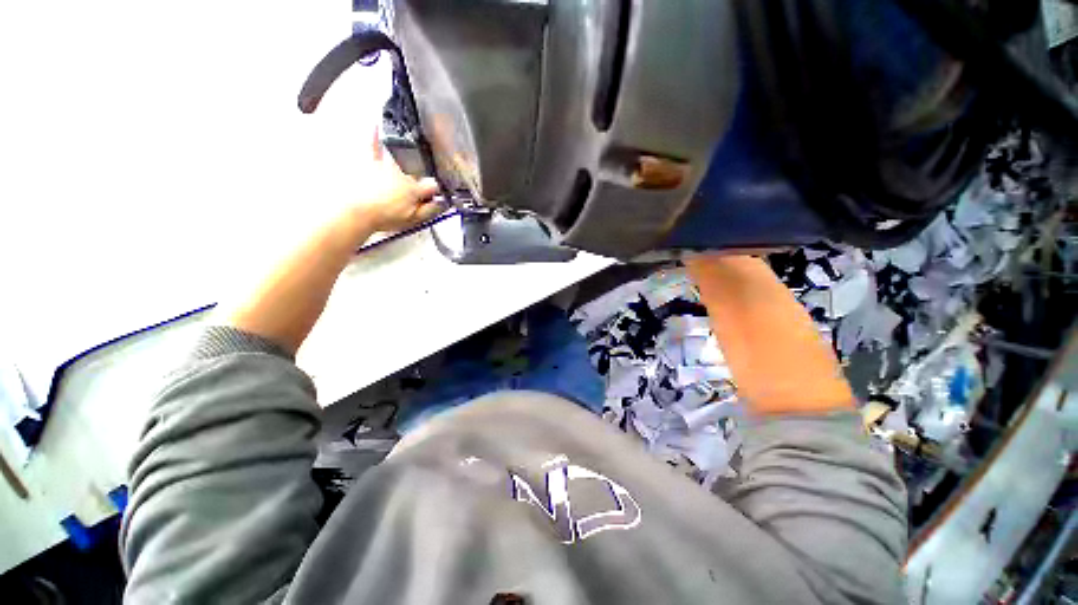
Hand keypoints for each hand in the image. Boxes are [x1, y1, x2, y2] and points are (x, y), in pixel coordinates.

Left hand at [346, 130, 442, 236]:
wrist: (355, 212)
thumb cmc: (383, 216)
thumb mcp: (414, 219)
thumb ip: (432, 210)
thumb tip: (445, 203)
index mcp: (415, 188)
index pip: (434, 185)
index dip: (439, 190)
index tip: (439, 195)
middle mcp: (402, 173)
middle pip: (418, 170)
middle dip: (423, 174)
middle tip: (423, 181)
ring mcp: (386, 165)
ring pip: (400, 155)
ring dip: (408, 150)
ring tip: (414, 143)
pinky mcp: (369, 162)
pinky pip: (372, 145)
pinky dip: (374, 134)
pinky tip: (375, 124)